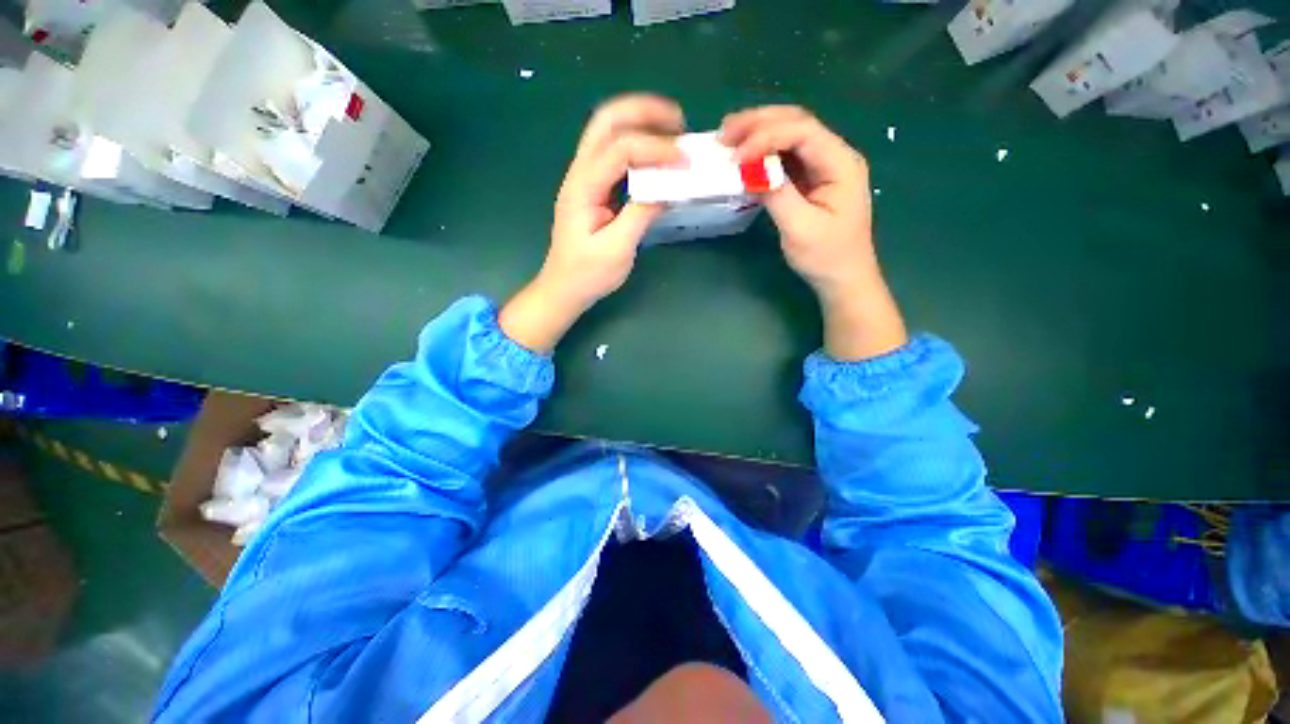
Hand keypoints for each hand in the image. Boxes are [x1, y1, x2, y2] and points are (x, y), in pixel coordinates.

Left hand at [501, 95, 684, 352]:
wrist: (564, 288)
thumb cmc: (587, 274)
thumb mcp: (617, 250)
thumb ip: (641, 215)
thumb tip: (668, 188)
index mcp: (583, 187)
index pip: (620, 149)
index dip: (655, 149)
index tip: (684, 162)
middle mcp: (580, 173)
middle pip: (606, 121)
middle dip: (644, 112)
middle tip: (679, 122)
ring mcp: (585, 178)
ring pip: (608, 131)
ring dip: (640, 123)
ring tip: (673, 132)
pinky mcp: (594, 188)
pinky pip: (614, 153)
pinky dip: (638, 146)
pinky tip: (656, 157)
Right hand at [720, 106, 875, 300]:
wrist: (843, 277)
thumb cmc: (826, 257)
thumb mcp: (800, 228)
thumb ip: (777, 194)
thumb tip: (750, 169)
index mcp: (840, 163)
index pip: (802, 131)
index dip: (766, 136)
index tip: (736, 157)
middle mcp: (834, 156)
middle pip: (797, 123)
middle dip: (759, 124)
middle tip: (724, 133)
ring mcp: (822, 166)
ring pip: (789, 136)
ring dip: (758, 134)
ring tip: (728, 139)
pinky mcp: (810, 180)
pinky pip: (785, 157)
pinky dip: (762, 154)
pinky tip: (744, 158)